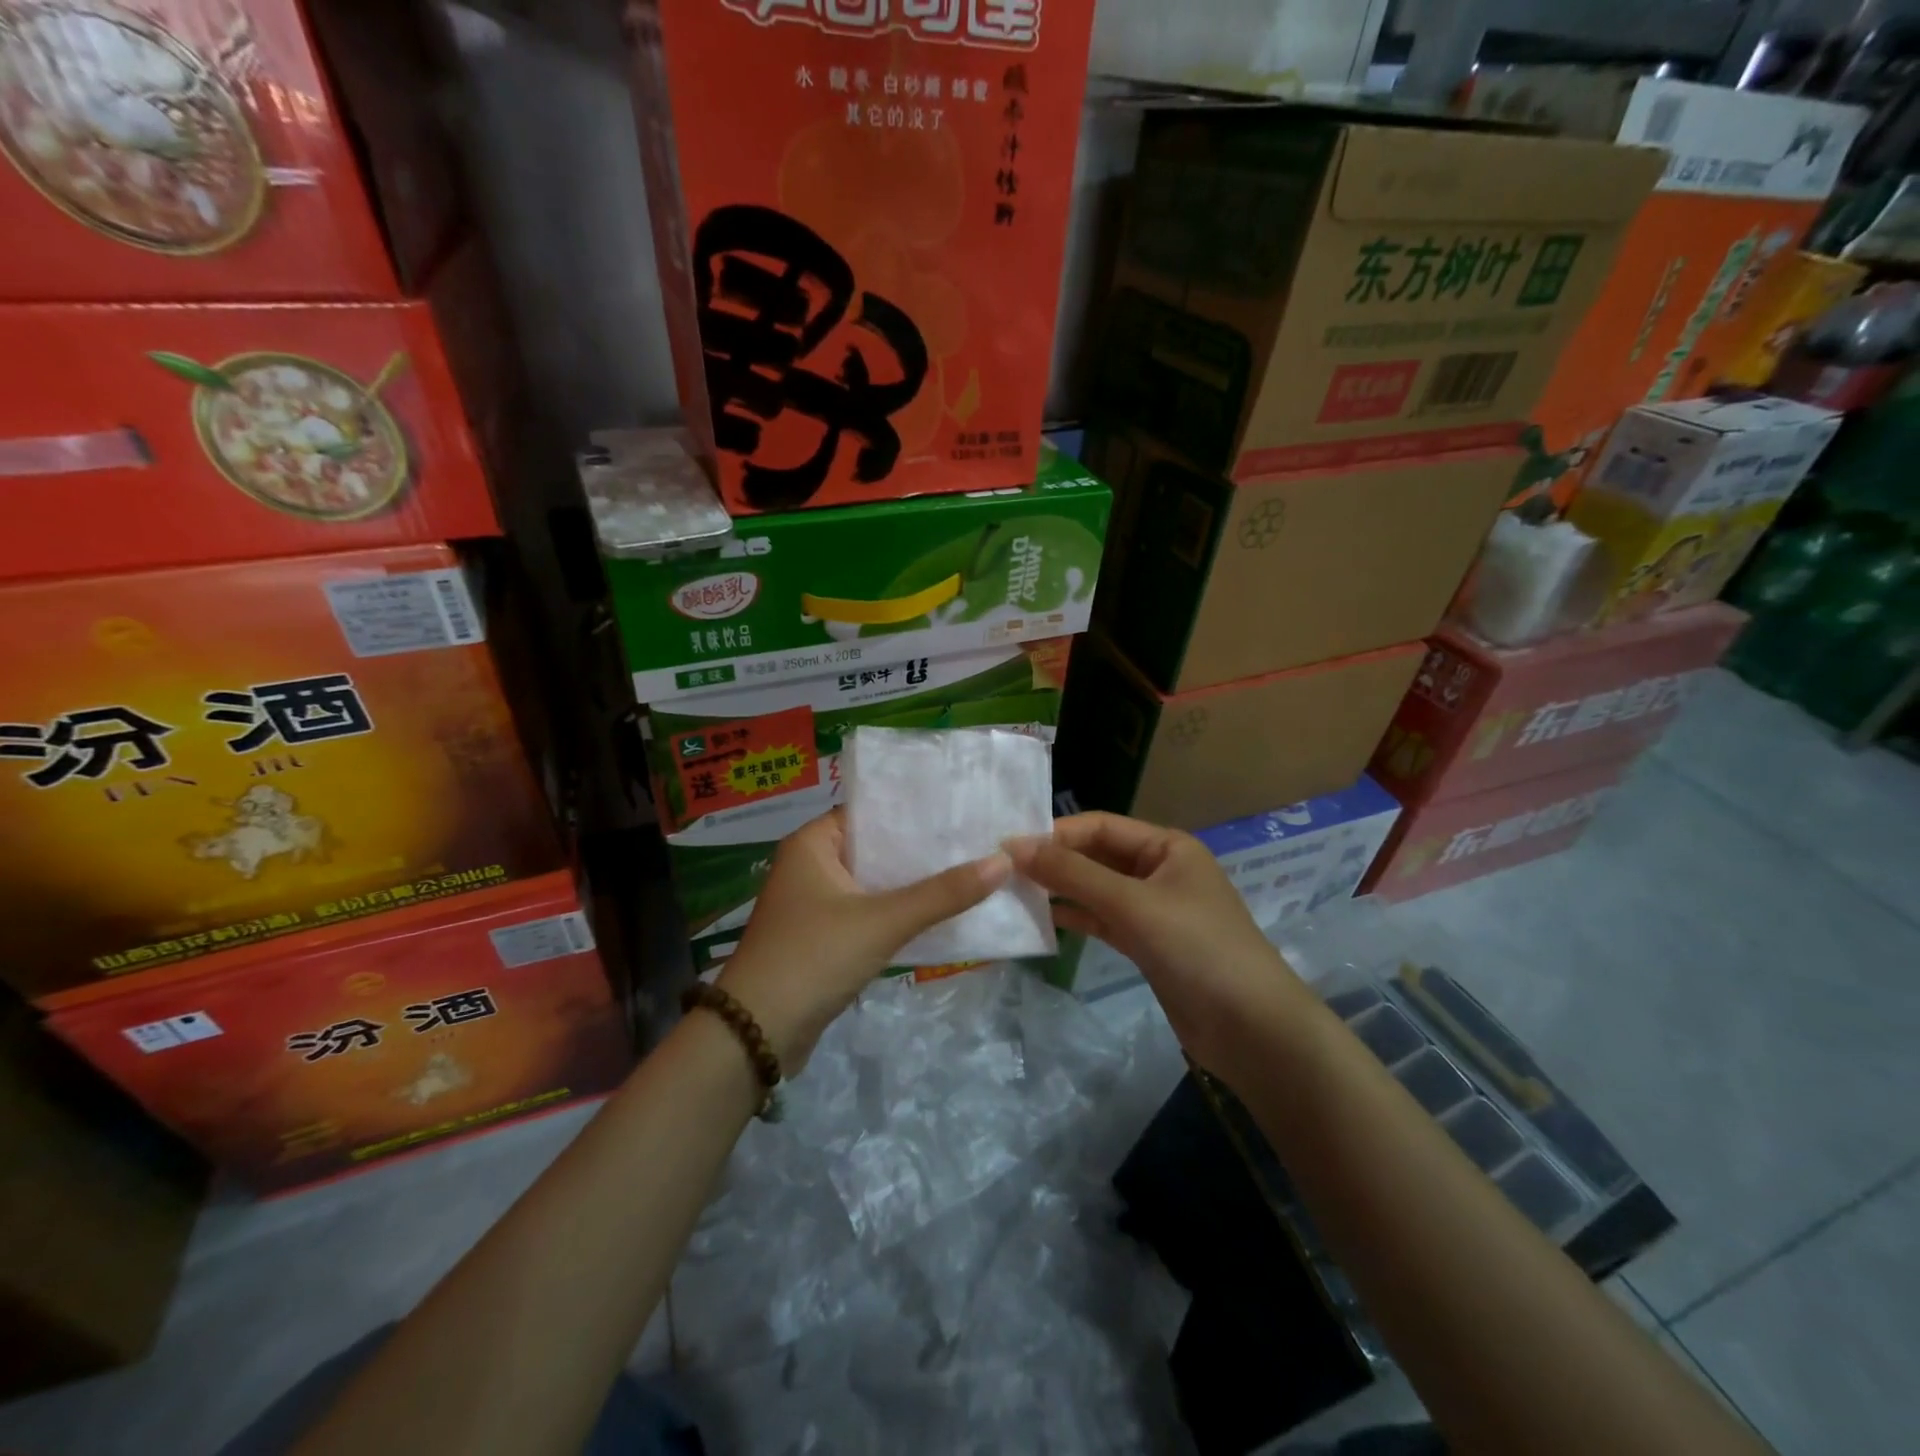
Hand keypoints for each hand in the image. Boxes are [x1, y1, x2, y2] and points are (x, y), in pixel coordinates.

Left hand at [716, 809, 1010, 1071]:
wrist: (757, 1033)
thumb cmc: (814, 958)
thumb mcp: (883, 921)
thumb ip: (942, 893)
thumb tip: (1002, 862)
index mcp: (813, 844)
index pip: (870, 812)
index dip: (914, 811)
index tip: (960, 809)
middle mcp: (811, 866)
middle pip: (876, 848)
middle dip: (921, 850)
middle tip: (977, 840)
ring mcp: (816, 904)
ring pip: (875, 883)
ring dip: (913, 884)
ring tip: (970, 870)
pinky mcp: (824, 938)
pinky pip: (869, 913)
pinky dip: (899, 913)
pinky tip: (941, 913)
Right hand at [1006, 812, 1314, 1081]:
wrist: (1252, 1029)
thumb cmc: (1197, 948)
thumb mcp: (1132, 904)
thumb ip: (1073, 875)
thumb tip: (1014, 846)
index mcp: (1166, 846)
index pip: (1100, 826)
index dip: (1055, 834)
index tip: (1007, 846)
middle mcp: (1160, 870)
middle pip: (1097, 856)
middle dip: (1056, 862)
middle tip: (1003, 871)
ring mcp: (1155, 910)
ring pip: (1098, 890)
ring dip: (1062, 891)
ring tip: (1014, 894)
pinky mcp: (1149, 945)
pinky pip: (1105, 921)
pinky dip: (1077, 918)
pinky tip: (1044, 921)